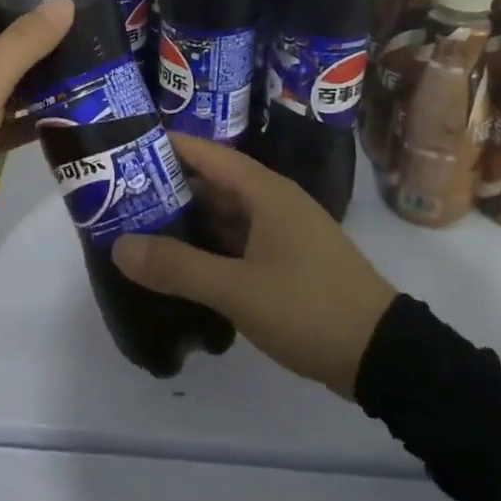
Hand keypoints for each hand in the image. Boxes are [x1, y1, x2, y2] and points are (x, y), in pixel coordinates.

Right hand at [112, 134, 396, 397]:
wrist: (382, 354)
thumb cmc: (308, 307)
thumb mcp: (236, 289)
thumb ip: (177, 267)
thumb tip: (119, 246)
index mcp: (264, 191)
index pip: (206, 153)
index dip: (167, 146)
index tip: (125, 148)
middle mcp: (274, 201)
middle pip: (213, 182)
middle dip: (169, 186)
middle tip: (120, 194)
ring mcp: (284, 231)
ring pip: (226, 213)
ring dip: (189, 219)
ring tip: (141, 226)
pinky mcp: (289, 260)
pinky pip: (240, 239)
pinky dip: (210, 245)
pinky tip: (183, 262)